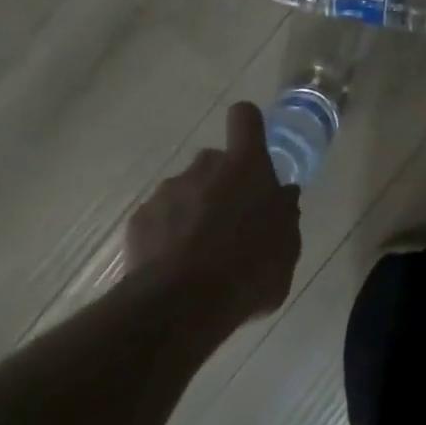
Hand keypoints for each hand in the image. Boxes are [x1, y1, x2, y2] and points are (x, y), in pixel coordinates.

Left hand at [125, 102, 300, 323]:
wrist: (181, 306)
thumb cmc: (249, 269)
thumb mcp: (287, 246)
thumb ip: (284, 214)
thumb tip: (282, 196)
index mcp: (246, 166)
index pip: (245, 118)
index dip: (248, 125)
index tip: (252, 145)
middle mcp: (204, 167)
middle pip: (214, 161)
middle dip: (222, 183)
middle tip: (231, 222)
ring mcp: (167, 192)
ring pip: (185, 191)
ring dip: (193, 210)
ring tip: (199, 254)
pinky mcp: (138, 221)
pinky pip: (159, 219)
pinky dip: (166, 235)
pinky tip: (174, 267)